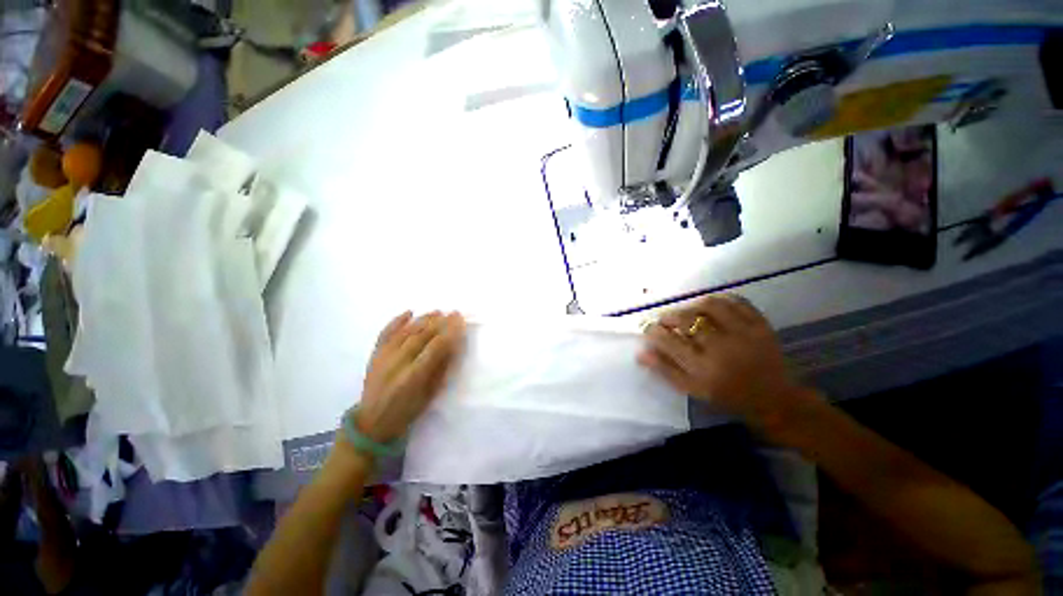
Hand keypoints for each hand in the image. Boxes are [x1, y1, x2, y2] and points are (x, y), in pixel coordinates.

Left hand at [355, 311, 465, 442]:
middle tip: (453, 313)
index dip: (449, 332)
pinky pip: (385, 333)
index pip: (435, 347)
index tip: (460, 321)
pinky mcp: (375, 355)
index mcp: (413, 377)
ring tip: (437, 311)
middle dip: (440, 322)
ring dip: (423, 319)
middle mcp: (397, 363)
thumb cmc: (407, 411)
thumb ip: (441, 369)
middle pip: (421, 335)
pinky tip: (409, 312)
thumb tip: (453, 345)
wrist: (372, 421)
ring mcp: (384, 357)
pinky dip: (396, 321)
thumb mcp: (430, 394)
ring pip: (406, 331)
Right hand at [637, 295, 802, 425]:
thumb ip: (666, 370)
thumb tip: (640, 353)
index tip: (648, 329)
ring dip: (692, 305)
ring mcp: (744, 334)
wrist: (775, 400)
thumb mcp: (693, 390)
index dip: (653, 331)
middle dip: (669, 316)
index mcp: (704, 369)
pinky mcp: (762, 325)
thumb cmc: (728, 397)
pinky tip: (711, 306)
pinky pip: (737, 302)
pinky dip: (720, 299)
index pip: (668, 341)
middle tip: (665, 320)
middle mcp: (722, 349)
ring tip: (687, 312)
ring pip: (710, 306)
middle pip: (687, 320)